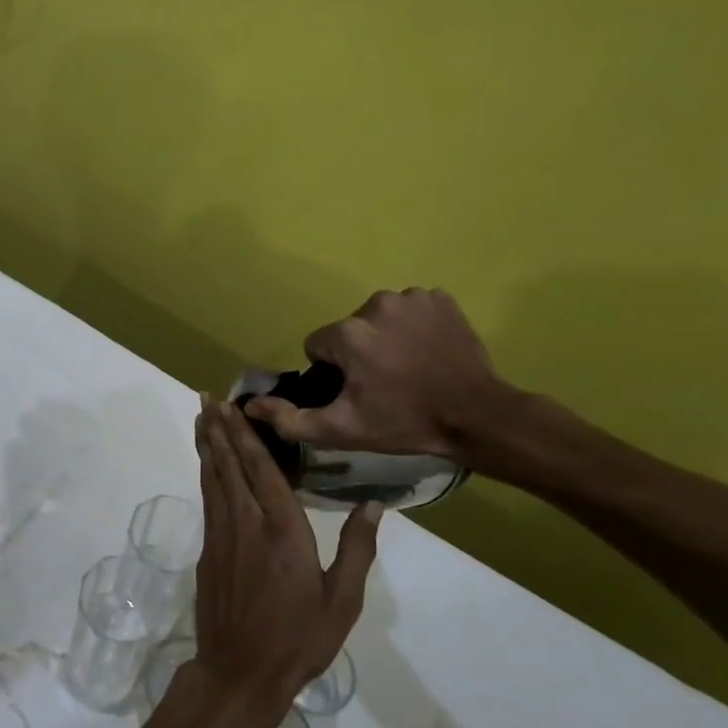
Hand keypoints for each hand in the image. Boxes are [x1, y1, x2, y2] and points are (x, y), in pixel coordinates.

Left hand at [181, 397, 379, 727]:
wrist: (239, 673)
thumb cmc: (299, 639)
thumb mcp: (341, 601)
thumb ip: (356, 549)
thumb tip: (374, 504)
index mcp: (283, 530)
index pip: (262, 469)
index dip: (246, 434)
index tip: (233, 406)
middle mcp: (247, 523)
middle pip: (230, 465)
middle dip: (219, 429)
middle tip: (207, 396)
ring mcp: (221, 536)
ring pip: (213, 478)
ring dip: (208, 445)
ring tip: (201, 416)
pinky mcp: (207, 551)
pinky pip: (208, 500)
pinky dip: (206, 474)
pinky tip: (207, 464)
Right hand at [243, 287, 513, 459]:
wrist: (477, 416)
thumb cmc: (404, 423)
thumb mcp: (342, 430)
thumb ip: (291, 419)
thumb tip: (250, 405)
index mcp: (349, 333)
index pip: (319, 345)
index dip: (333, 371)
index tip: (357, 391)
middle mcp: (376, 303)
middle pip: (350, 329)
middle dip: (359, 352)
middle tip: (384, 384)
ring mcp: (412, 297)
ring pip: (380, 317)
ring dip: (386, 337)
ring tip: (409, 368)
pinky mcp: (440, 298)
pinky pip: (412, 309)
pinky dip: (415, 326)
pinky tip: (429, 351)